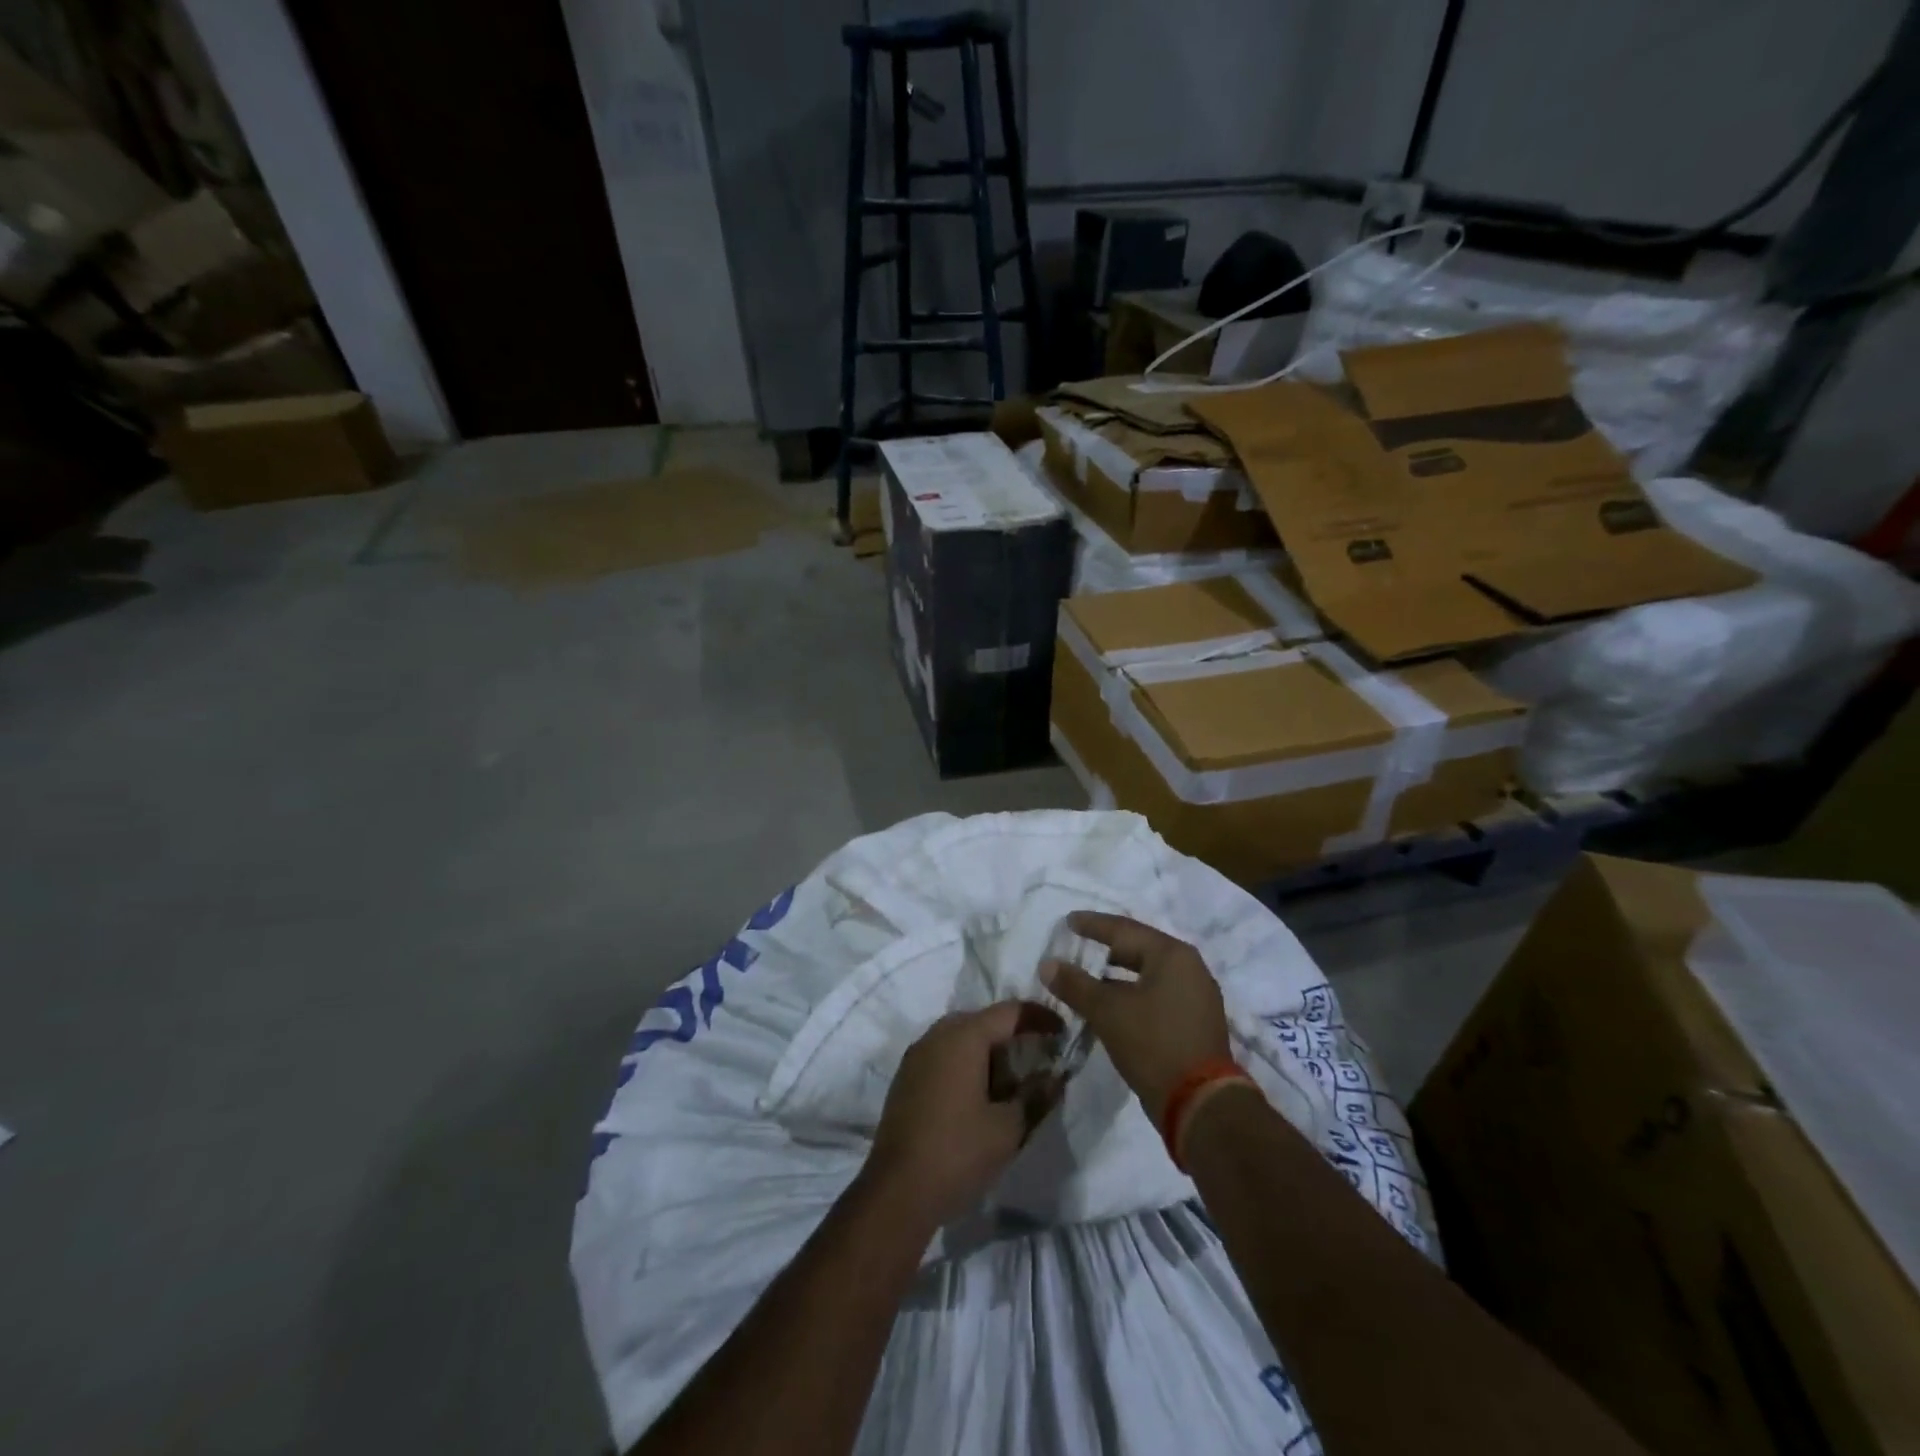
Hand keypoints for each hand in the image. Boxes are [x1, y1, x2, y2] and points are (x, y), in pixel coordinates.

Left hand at [866, 1001, 1064, 1226]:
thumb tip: (1056, 1076)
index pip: (1009, 1011)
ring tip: (1011, 1084)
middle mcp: (936, 1035)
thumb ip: (1035, 1096)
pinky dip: (967, 1065)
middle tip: (1039, 1060)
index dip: (1040, 1017)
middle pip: (983, 1021)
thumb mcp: (1008, 1128)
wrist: (896, 1193)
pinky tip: (979, 1097)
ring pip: (961, 1038)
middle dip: (1013, 1036)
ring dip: (989, 1053)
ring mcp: (916, 1056)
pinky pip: (944, 1056)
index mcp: (963, 1036)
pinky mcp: (906, 1078)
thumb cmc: (958, 1153)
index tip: (1063, 1032)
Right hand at [1042, 912, 1230, 1121]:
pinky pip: (1156, 995)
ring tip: (1088, 976)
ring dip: (1117, 975)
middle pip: (1139, 949)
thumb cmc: (1153, 1044)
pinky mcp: (1194, 1022)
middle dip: (1106, 949)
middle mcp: (1189, 968)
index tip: (1068, 921)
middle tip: (1077, 945)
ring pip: (1147, 974)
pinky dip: (1131, 994)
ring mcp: (1195, 996)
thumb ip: (1075, 985)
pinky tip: (1110, 1005)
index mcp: (1172, 955)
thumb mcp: (1107, 1011)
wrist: (1200, 1104)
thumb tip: (1047, 964)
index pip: (1124, 929)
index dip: (1093, 925)